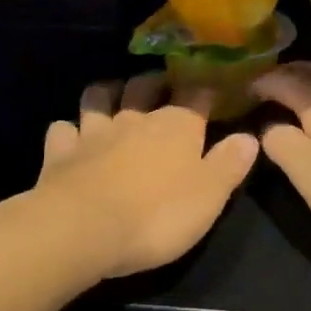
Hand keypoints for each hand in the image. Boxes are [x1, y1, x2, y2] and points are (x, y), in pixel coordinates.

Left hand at [33, 74, 258, 278]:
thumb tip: (250, 136)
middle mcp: (135, 119)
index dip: (205, 88)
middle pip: (144, 85)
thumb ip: (229, 164)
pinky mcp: (60, 152)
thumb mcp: (209, 196)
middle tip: (162, 85)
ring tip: (114, 97)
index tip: (212, 86)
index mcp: (177, 126)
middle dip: (155, 81)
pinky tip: (70, 136)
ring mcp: (93, 132)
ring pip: (98, 97)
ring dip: (107, 93)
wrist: (83, 229)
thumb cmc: (156, 216)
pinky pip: (61, 129)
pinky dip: (67, 130)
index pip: (196, 95)